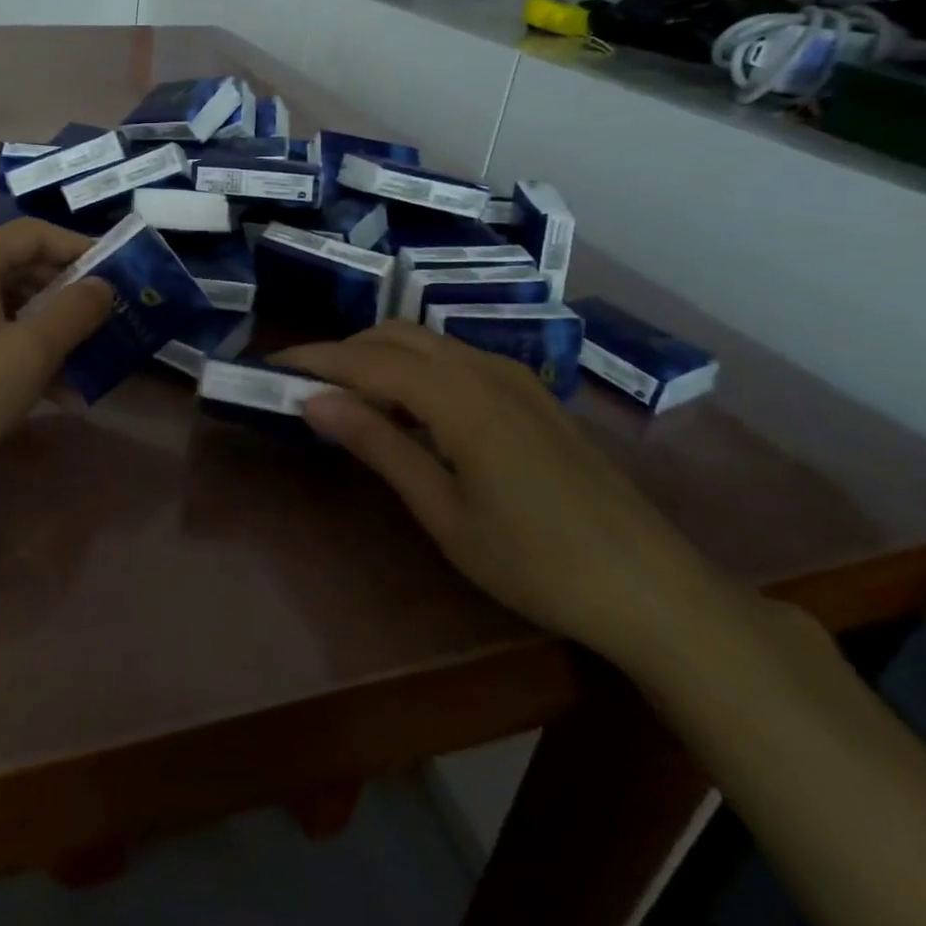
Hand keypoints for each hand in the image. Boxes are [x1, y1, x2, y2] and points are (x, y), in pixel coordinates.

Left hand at [0, 219, 111, 513]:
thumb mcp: (29, 353)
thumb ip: (74, 312)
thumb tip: (102, 285)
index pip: (35, 234)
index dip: (79, 248)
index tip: (117, 272)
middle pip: (21, 268)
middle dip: (68, 295)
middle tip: (108, 319)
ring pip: (7, 307)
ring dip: (49, 330)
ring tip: (89, 363)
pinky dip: (20, 351)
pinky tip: (54, 392)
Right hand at [279, 321, 739, 668]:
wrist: (654, 589)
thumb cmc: (538, 563)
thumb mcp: (445, 512)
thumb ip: (379, 446)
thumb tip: (313, 401)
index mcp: (460, 398)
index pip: (368, 359)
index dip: (315, 358)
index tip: (271, 365)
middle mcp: (484, 370)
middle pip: (395, 336)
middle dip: (343, 351)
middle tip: (306, 388)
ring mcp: (514, 378)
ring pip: (426, 342)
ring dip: (378, 356)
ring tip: (348, 398)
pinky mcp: (530, 393)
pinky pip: (455, 359)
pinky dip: (414, 367)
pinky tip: (409, 410)